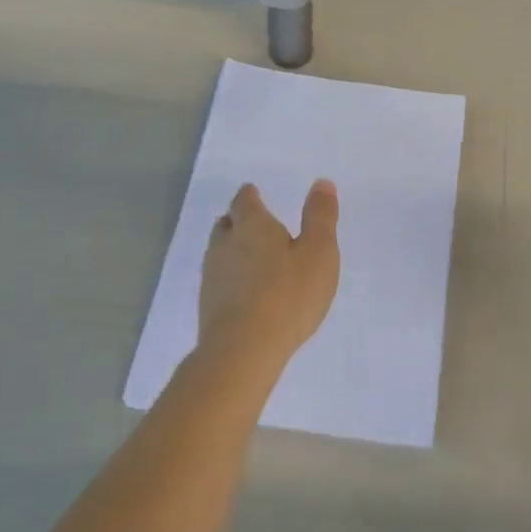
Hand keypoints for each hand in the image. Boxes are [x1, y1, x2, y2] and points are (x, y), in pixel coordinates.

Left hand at [200, 181, 340, 361]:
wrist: (245, 349)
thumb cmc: (288, 294)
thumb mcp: (319, 252)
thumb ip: (321, 217)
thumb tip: (322, 182)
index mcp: (252, 225)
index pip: (244, 200)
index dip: (251, 196)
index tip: (256, 195)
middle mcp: (225, 244)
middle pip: (226, 223)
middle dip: (239, 221)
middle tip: (256, 225)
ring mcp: (212, 275)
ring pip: (219, 252)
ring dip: (234, 250)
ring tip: (254, 259)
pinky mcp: (208, 304)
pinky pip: (220, 280)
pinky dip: (232, 279)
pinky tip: (247, 292)